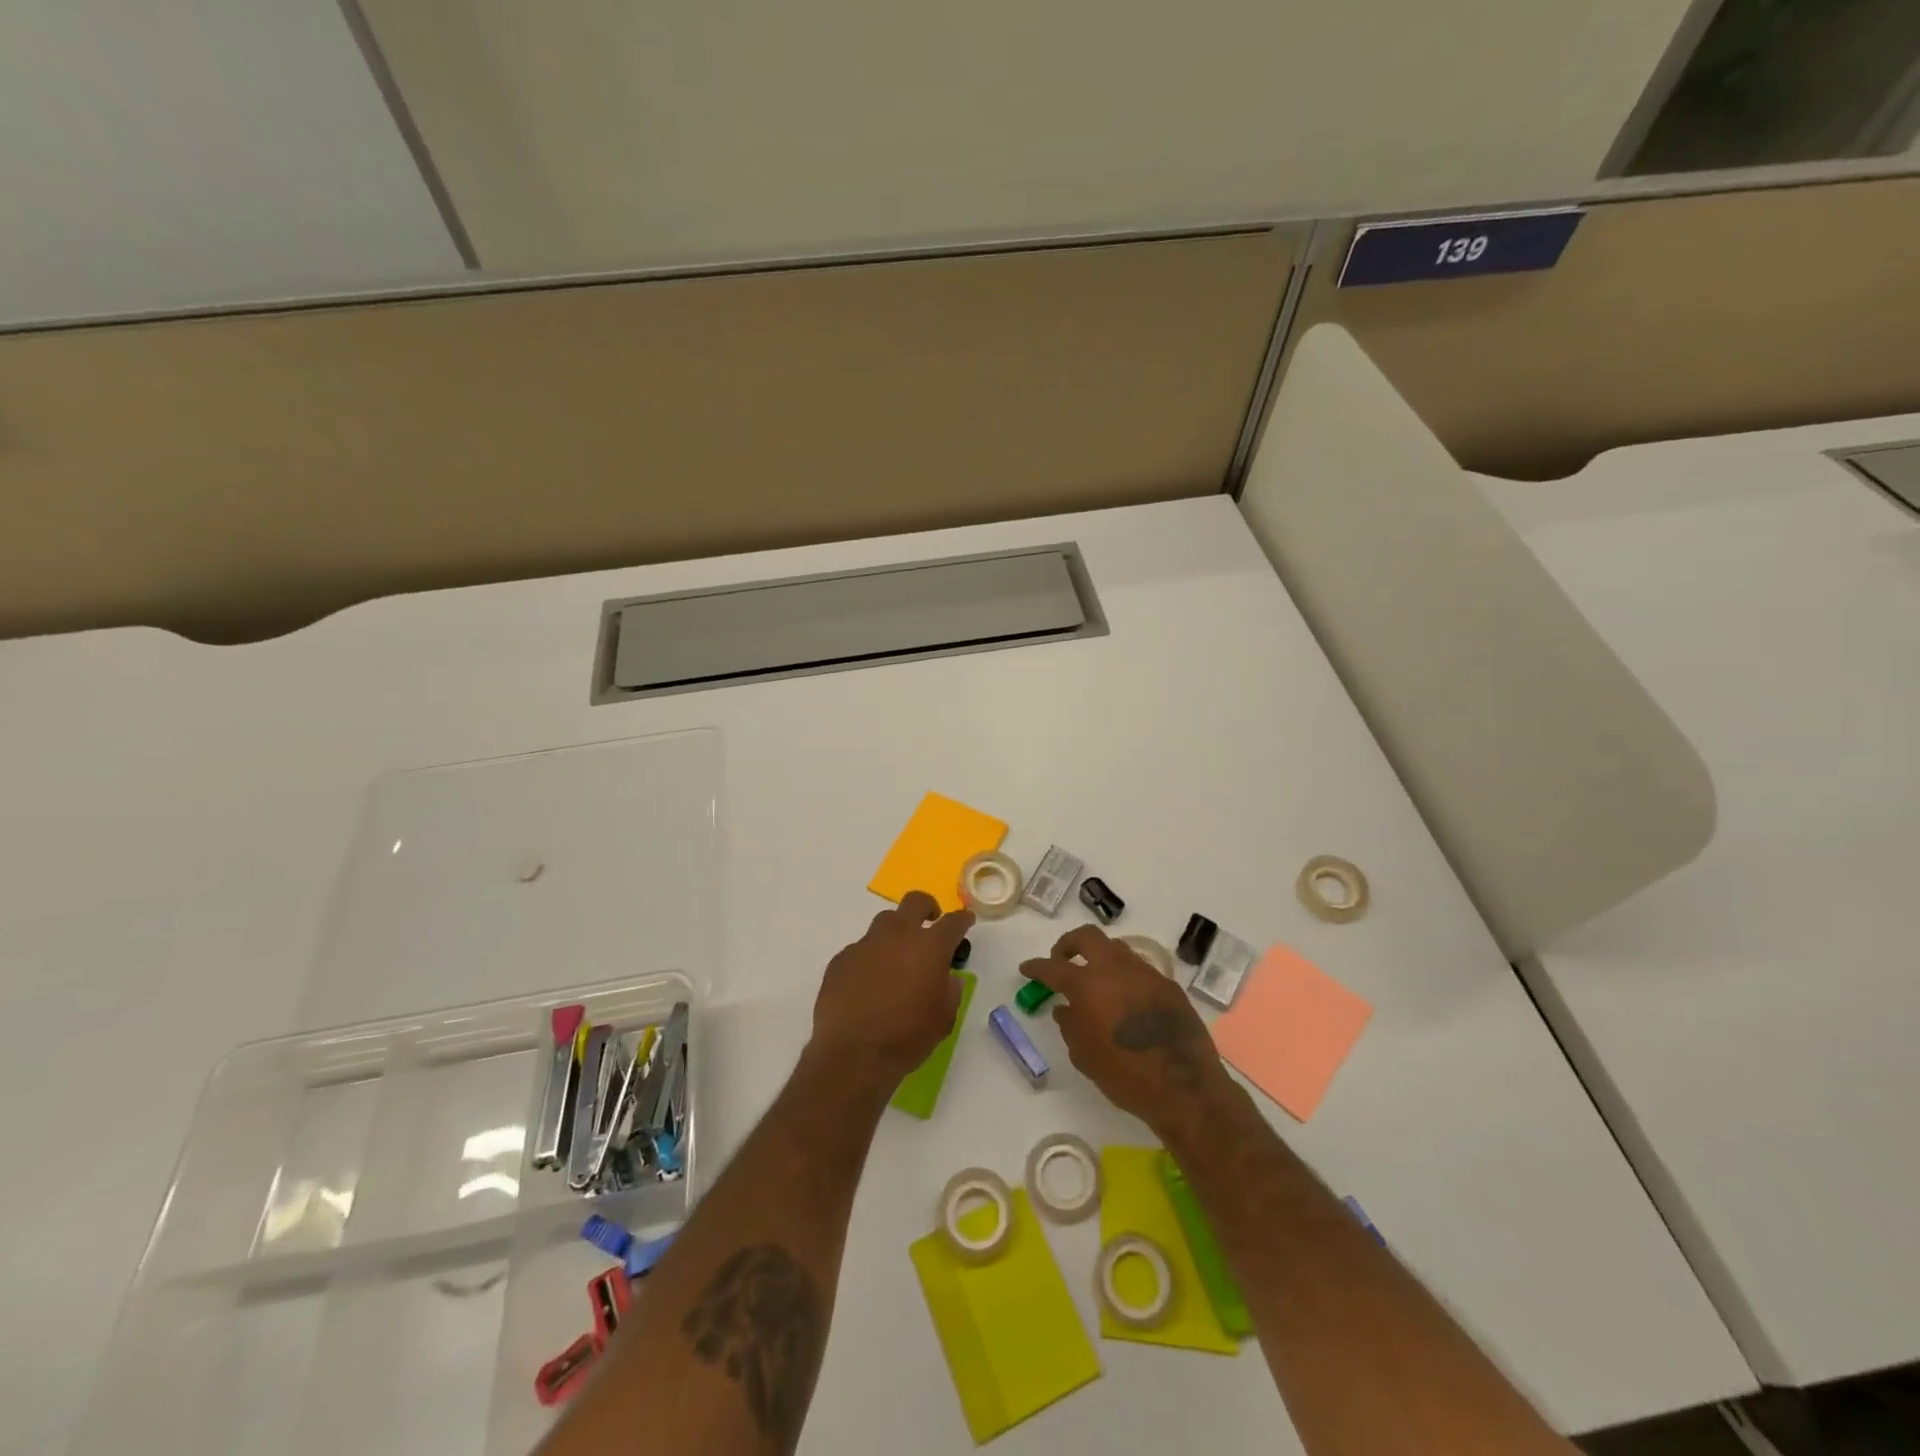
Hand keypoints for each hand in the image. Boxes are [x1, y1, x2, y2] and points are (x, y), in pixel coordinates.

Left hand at [811, 890, 973, 1087]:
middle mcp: (897, 935)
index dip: (962, 919)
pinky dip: (870, 958)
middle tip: (931, 921)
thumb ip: (950, 991)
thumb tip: (947, 977)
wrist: (852, 1054)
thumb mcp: (943, 1019)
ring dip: (896, 932)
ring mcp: (865, 944)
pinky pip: (861, 949)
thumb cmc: (907, 1037)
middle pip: (915, 902)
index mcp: (929, 947)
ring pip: (884, 922)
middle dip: (927, 907)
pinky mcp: (841, 959)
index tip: (966, 920)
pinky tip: (868, 982)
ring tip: (897, 956)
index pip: (952, 922)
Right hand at [1020, 925, 1231, 1132]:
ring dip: (1100, 957)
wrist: (1184, 1086)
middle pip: (1088, 937)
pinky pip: (1140, 969)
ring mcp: (1145, 973)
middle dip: (1070, 944)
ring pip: (1117, 948)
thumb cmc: (1125, 1075)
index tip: (1027, 968)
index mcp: (1088, 985)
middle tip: (1062, 959)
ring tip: (1096, 978)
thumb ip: (1070, 1025)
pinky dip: (1125, 976)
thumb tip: (1064, 1008)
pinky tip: (1126, 998)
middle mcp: (1115, 969)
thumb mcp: (1084, 1056)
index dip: (1037, 966)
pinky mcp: (1168, 985)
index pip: (1053, 967)